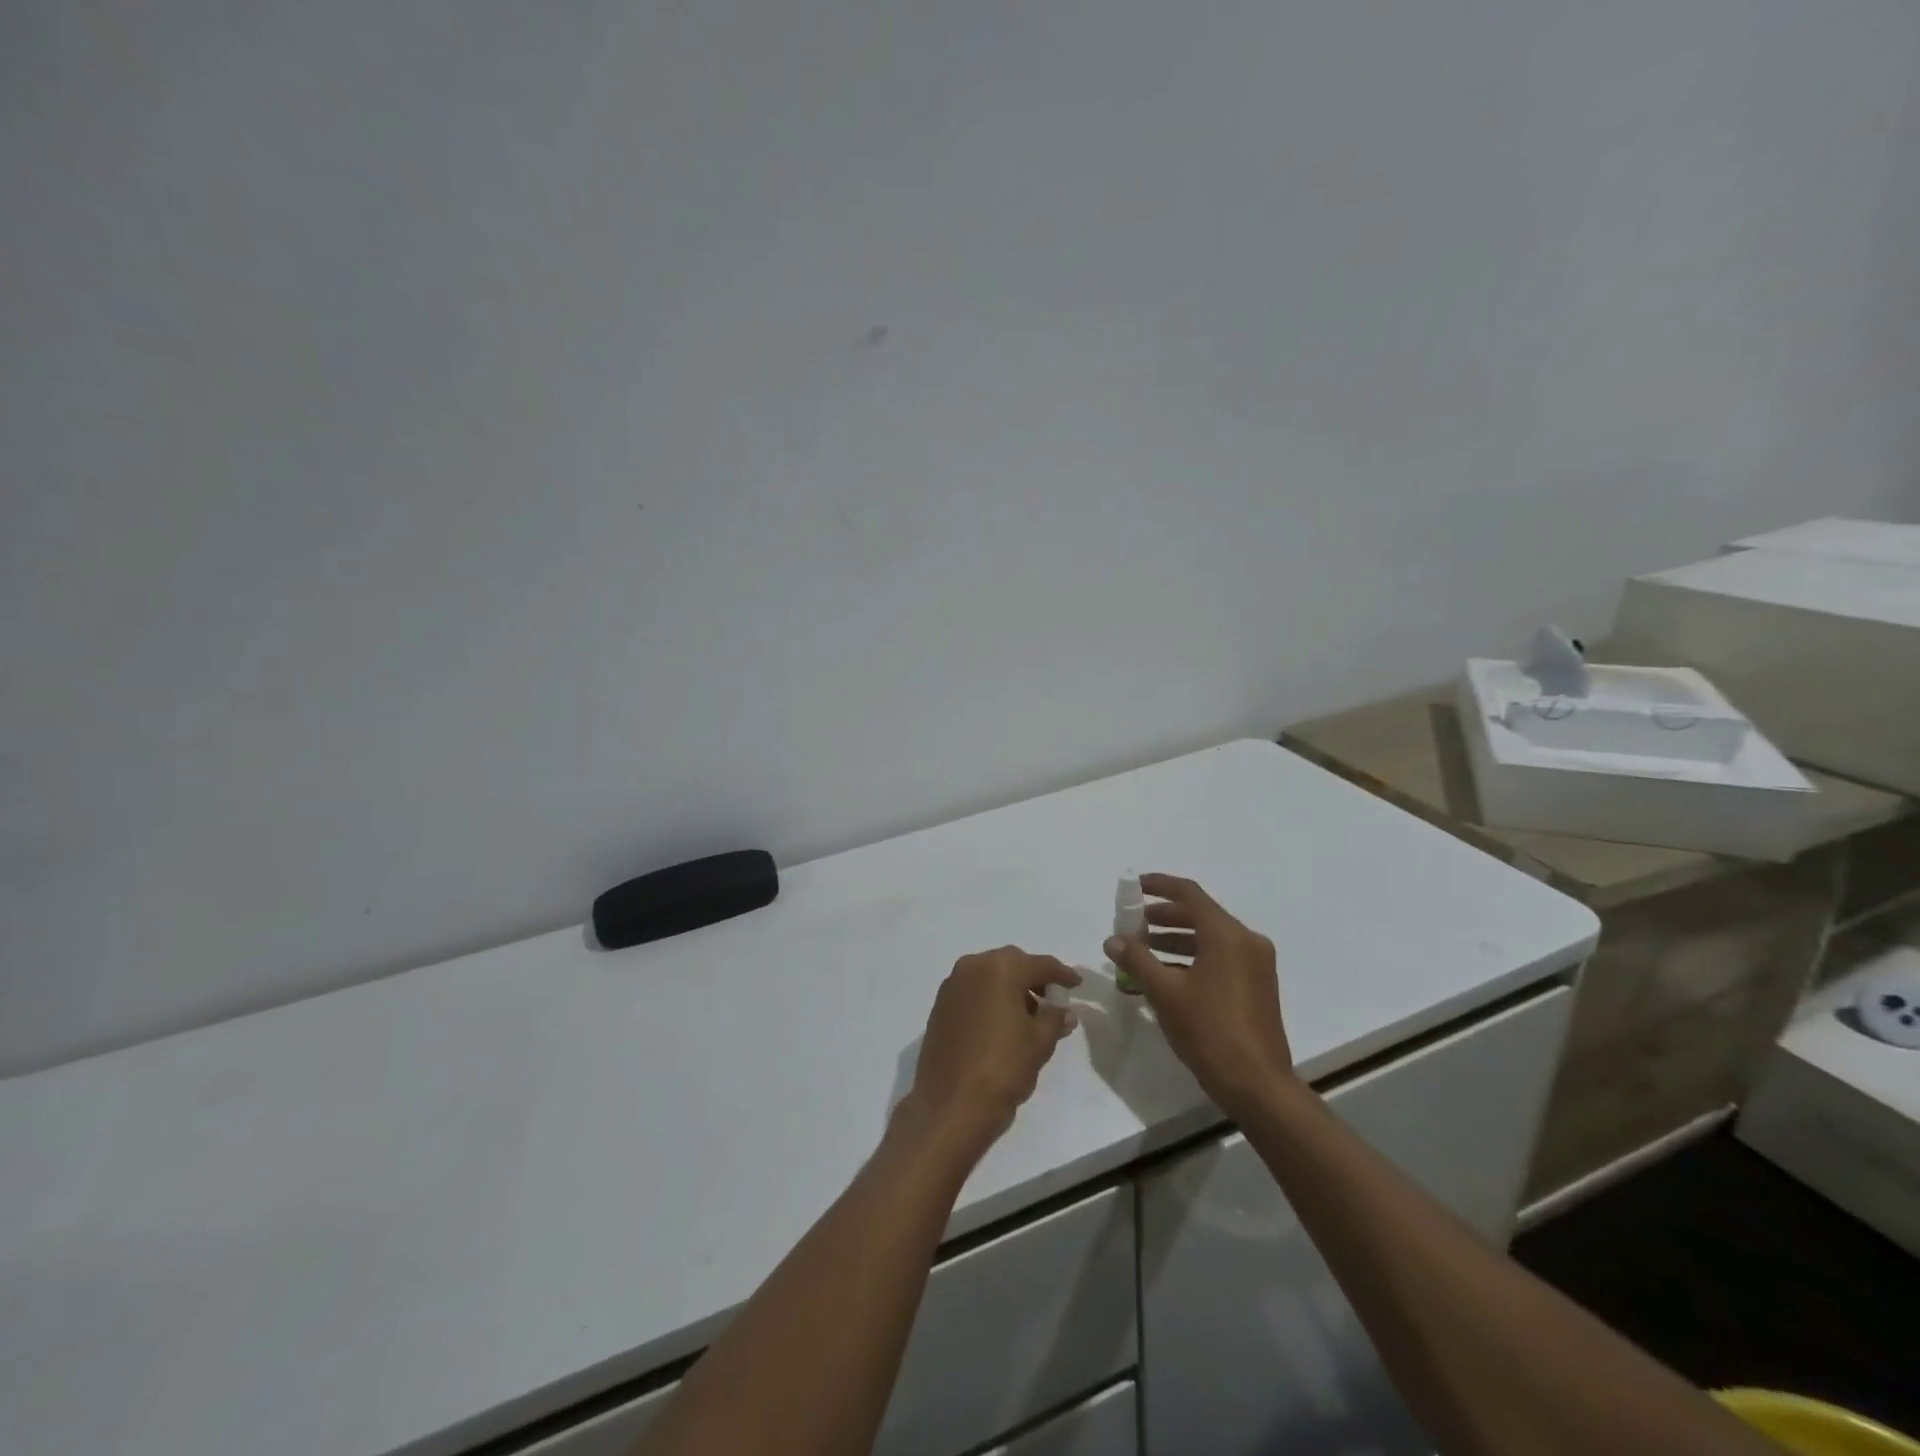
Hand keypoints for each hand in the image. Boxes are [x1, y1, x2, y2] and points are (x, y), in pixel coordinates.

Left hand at [900, 948, 1080, 1159]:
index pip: (1039, 964)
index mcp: (1000, 968)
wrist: (950, 1104)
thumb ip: (1055, 1019)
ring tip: (1029, 1016)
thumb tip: (1064, 1011)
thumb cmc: (1002, 1067)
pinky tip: (1002, 1024)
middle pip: (1011, 964)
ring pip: (989, 976)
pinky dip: (990, 999)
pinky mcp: (940, 1006)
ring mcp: (952, 986)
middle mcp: (972, 967)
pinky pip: (973, 992)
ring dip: (1011, 989)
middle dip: (1033, 978)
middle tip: (1052, 999)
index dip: (1062, 973)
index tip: (1076, 983)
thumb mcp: (1039, 1042)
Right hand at [1105, 874, 1293, 1118]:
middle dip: (1163, 917)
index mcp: (1227, 935)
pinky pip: (1219, 958)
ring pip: (1209, 939)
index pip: (1189, 894)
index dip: (1159, 885)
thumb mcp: (1165, 993)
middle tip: (1132, 924)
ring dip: (1175, 940)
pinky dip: (1192, 959)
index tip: (1134, 886)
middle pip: (1199, 915)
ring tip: (1142, 952)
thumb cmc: (1209, 1031)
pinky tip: (1165, 977)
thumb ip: (1136, 960)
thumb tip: (1113, 940)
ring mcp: (1255, 964)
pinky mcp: (1257, 986)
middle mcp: (1246, 941)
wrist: (1257, 1085)